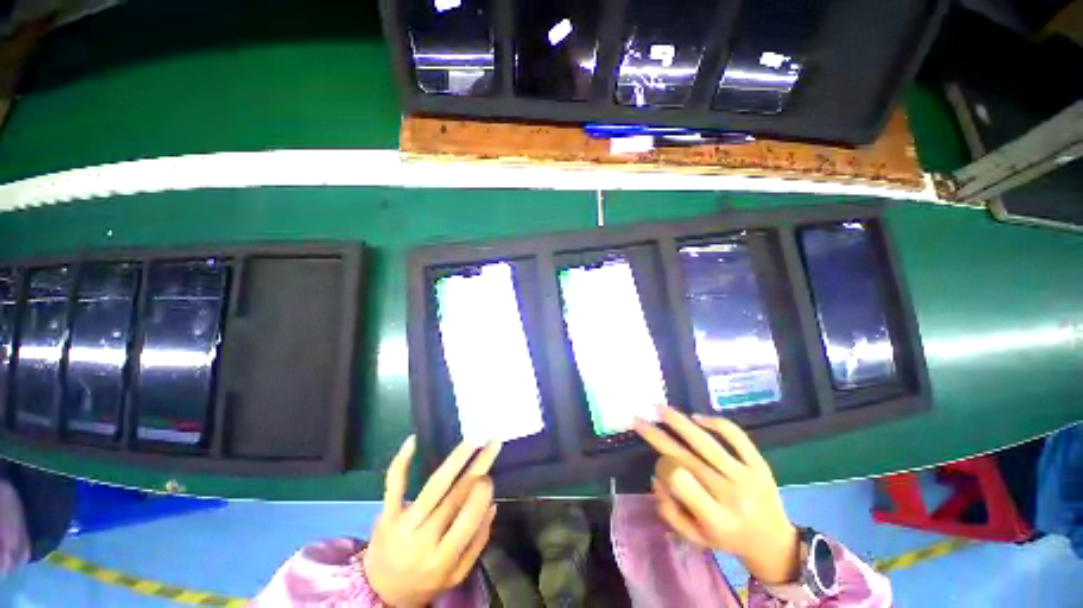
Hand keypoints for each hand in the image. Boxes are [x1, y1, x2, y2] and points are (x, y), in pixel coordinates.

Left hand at [363, 436, 501, 606]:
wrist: (378, 593)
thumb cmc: (424, 582)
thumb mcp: (455, 575)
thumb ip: (477, 543)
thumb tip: (493, 505)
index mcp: (442, 559)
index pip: (467, 522)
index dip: (481, 496)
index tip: (491, 476)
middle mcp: (423, 540)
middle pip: (454, 498)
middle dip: (477, 469)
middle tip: (492, 445)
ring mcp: (402, 525)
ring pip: (433, 487)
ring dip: (455, 461)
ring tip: (472, 442)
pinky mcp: (387, 514)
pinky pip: (394, 485)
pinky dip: (402, 462)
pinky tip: (413, 440)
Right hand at [634, 406, 799, 584]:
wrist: (773, 542)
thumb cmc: (727, 539)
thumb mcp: (694, 537)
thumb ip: (669, 510)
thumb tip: (656, 475)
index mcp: (715, 518)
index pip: (679, 480)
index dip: (662, 467)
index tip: (659, 465)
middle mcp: (730, 495)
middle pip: (687, 457)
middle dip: (657, 435)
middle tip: (638, 420)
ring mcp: (747, 476)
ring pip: (706, 442)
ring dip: (678, 422)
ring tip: (660, 408)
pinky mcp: (760, 464)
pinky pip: (736, 436)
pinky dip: (715, 422)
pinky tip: (696, 417)